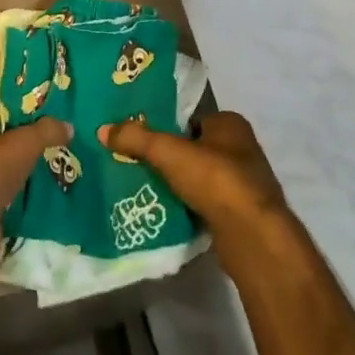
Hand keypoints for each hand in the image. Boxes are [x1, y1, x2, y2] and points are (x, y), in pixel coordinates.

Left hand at [0, 112, 70, 271]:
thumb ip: (45, 131)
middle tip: (61, 138)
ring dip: (26, 168)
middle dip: (28, 141)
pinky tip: (48, 189)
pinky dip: (22, 192)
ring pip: (3, 166)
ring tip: (61, 162)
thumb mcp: (21, 145)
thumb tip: (67, 125)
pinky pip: (4, 191)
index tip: (51, 112)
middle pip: (1, 138)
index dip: (23, 109)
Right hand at [98, 111, 291, 268]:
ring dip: (180, 183)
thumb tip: (102, 129)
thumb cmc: (215, 179)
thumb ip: (136, 138)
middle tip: (137, 164)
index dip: (166, 128)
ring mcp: (245, 182)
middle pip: (195, 148)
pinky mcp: (242, 213)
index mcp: (231, 124)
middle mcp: (242, 148)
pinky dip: (190, 205)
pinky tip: (167, 211)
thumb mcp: (167, 152)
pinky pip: (208, 202)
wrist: (252, 234)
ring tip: (146, 188)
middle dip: (171, 157)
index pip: (191, 119)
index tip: (140, 139)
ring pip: (201, 177)